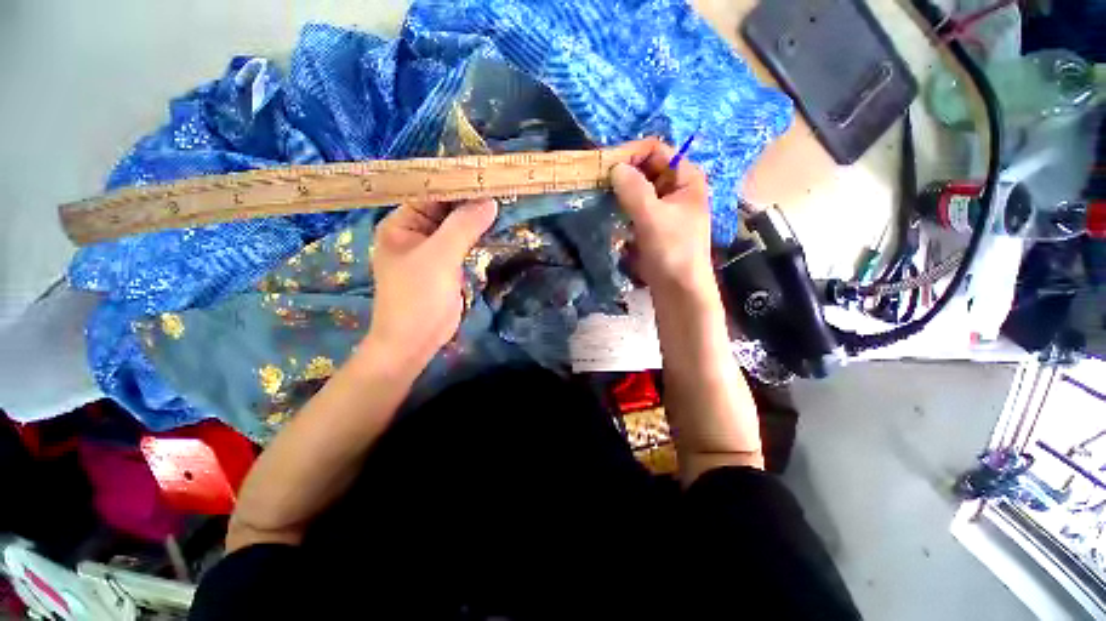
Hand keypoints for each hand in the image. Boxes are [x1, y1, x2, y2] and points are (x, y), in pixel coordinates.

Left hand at [366, 199, 497, 375]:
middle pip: (446, 208)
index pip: (430, 192)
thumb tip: (490, 200)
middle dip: (471, 200)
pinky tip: (497, 227)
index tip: (486, 175)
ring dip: (478, 218)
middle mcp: (416, 232)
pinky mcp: (448, 265)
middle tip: (502, 187)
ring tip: (505, 201)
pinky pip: (464, 243)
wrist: (416, 341)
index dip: (457, 183)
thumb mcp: (439, 257)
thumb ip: (463, 227)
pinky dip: (479, 236)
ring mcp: (433, 249)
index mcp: (402, 223)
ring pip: (458, 226)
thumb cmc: (417, 297)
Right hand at [611, 138, 713, 295]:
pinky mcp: (653, 224)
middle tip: (598, 183)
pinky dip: (622, 207)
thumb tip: (614, 167)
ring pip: (638, 189)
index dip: (631, 154)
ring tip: (600, 197)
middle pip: (645, 168)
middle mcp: (676, 188)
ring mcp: (664, 207)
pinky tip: (609, 213)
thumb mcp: (653, 218)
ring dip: (619, 192)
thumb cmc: (673, 251)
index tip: (605, 167)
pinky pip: (635, 207)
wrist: (678, 290)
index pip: (656, 151)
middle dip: (622, 173)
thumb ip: (633, 189)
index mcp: (685, 178)